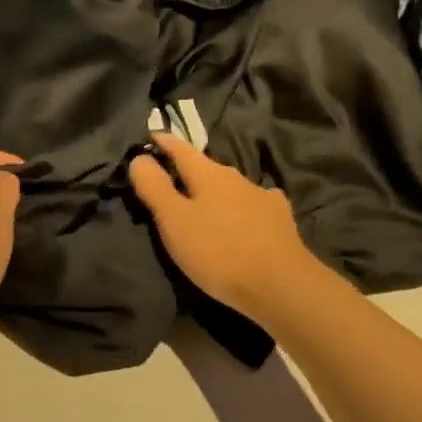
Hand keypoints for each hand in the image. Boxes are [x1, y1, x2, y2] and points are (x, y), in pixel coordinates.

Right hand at [128, 135, 322, 320]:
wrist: (282, 285)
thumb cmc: (218, 251)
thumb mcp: (174, 221)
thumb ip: (154, 187)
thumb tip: (140, 157)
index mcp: (208, 174)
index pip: (181, 149)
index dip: (164, 142)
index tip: (152, 136)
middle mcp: (236, 177)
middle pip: (206, 168)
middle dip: (189, 171)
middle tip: (173, 180)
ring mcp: (262, 197)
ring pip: (231, 187)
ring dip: (217, 191)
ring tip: (207, 205)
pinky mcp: (280, 220)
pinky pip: (256, 205)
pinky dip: (245, 207)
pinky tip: (248, 217)